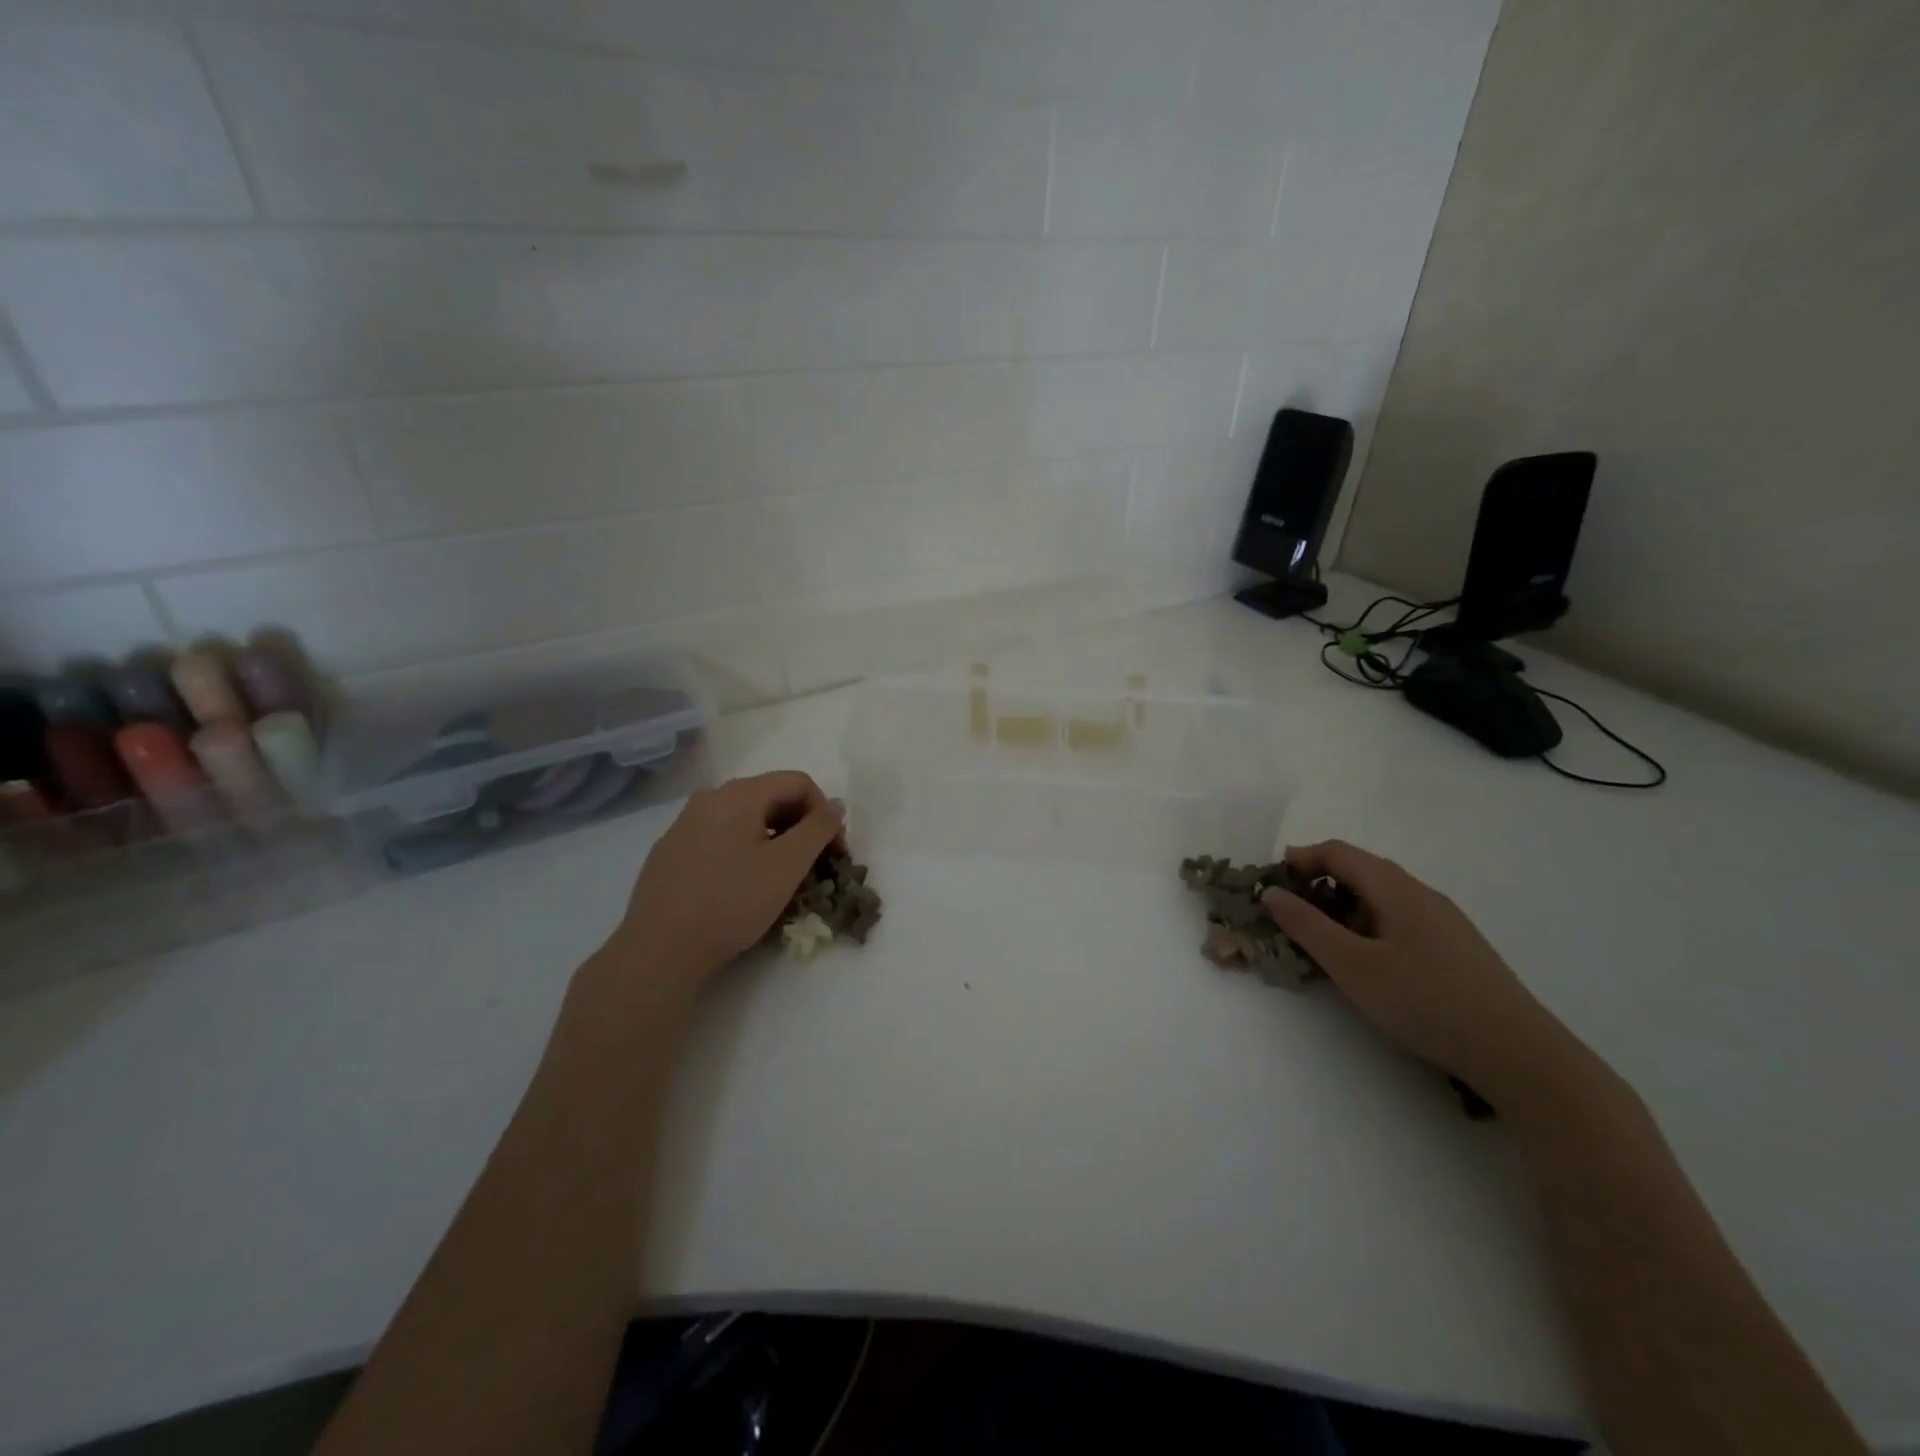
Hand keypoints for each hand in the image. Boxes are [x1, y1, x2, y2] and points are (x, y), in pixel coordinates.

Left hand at [603, 771, 844, 990]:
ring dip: (774, 840)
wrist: (659, 950)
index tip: (834, 852)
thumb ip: (818, 829)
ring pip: (745, 819)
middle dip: (801, 826)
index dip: (825, 813)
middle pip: (771, 797)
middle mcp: (709, 798)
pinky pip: (720, 837)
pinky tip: (742, 887)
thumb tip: (836, 805)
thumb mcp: (787, 866)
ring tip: (781, 878)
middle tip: (814, 866)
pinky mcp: (670, 851)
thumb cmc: (731, 903)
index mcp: (739, 794)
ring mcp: (684, 824)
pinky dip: (744, 851)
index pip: (799, 782)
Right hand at [1262, 840, 1576, 1099]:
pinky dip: (1369, 924)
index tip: (1270, 883)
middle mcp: (1421, 893)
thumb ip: (1306, 926)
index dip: (1300, 859)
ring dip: (1344, 905)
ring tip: (1324, 940)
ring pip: (1382, 896)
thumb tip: (1270, 892)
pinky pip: (1401, 918)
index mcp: (1395, 888)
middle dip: (1319, 882)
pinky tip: (1370, 961)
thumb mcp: (1352, 965)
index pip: (1338, 852)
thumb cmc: (1425, 1000)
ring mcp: (1445, 920)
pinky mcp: (1457, 947)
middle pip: (1361, 869)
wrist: (1519, 1053)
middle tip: (1289, 913)